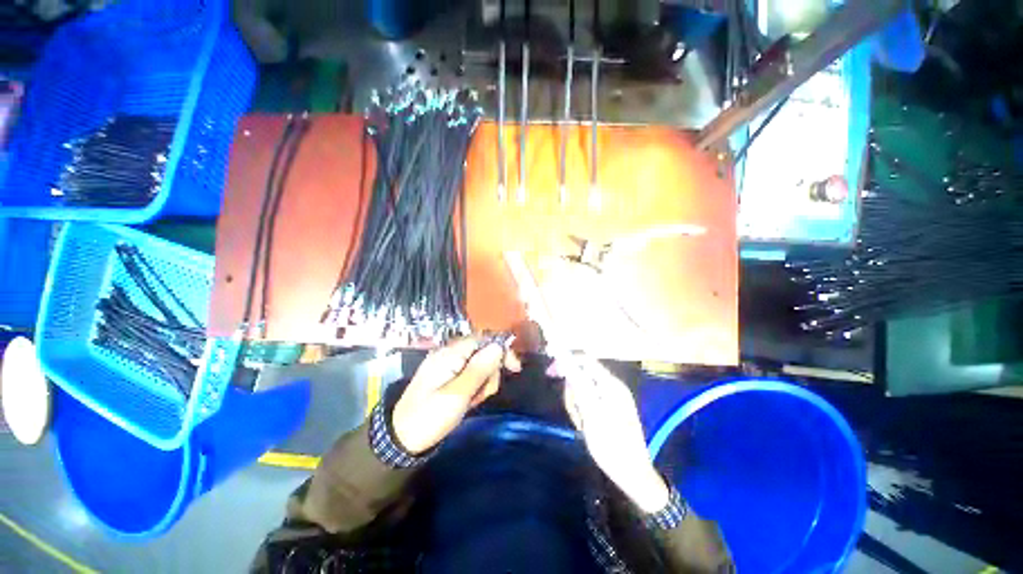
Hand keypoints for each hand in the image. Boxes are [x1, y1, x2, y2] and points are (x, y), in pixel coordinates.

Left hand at [392, 337, 520, 454]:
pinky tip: (469, 401)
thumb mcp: (457, 395)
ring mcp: (449, 365)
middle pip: (484, 352)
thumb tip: (499, 346)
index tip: (514, 369)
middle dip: (490, 372)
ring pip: (480, 365)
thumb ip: (479, 369)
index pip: (483, 339)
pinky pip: (471, 375)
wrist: (402, 440)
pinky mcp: (449, 376)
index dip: (501, 350)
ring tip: (473, 401)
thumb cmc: (429, 417)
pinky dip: (475, 387)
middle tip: (483, 394)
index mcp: (450, 353)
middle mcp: (450, 353)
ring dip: (483, 382)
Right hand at [561, 356, 669, 512]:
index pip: (584, 360)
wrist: (632, 473)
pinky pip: (590, 400)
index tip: (550, 373)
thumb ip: (579, 384)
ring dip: (577, 403)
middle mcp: (612, 385)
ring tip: (581, 424)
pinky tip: (585, 425)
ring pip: (584, 389)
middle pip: (583, 374)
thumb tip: (567, 360)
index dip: (566, 361)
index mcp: (610, 384)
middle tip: (574, 413)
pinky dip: (583, 410)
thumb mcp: (591, 413)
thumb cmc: (610, 444)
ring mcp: (612, 397)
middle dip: (572, 390)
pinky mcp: (610, 408)